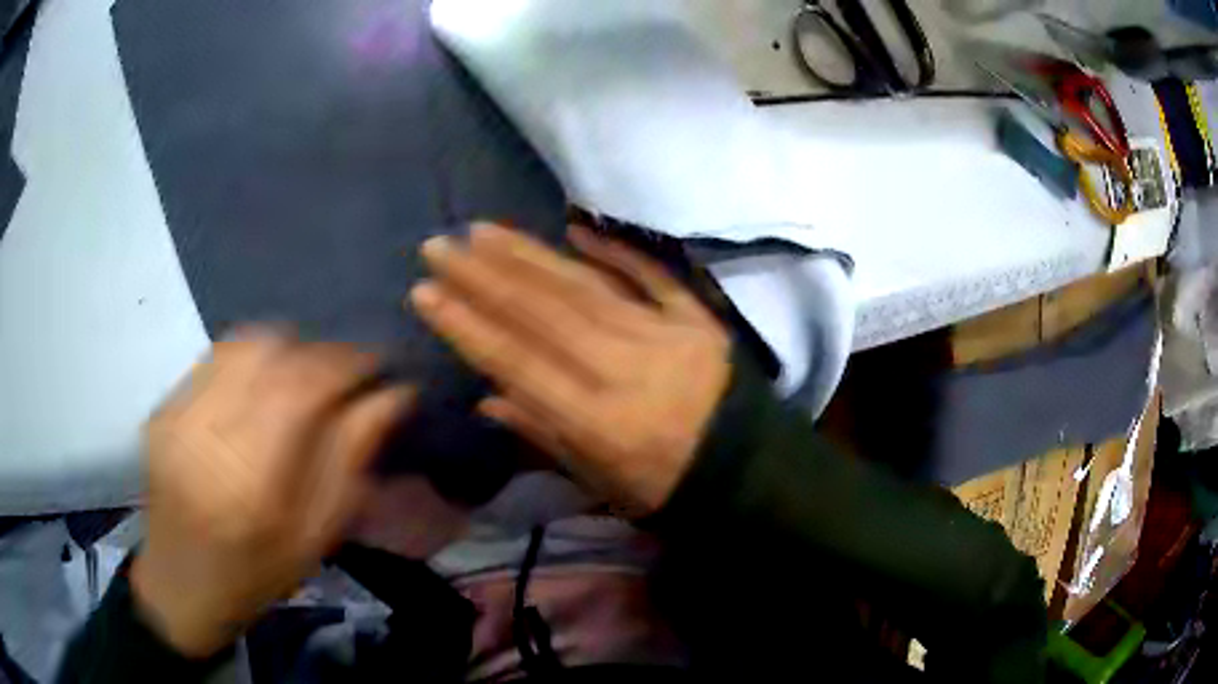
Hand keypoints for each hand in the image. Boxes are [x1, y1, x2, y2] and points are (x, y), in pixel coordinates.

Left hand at [132, 329, 412, 657]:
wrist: (181, 582)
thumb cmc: (257, 573)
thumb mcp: (315, 535)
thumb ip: (350, 460)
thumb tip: (393, 394)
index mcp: (249, 483)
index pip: (301, 387)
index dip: (346, 361)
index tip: (378, 362)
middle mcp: (205, 435)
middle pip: (270, 352)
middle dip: (318, 352)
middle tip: (343, 374)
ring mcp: (176, 414)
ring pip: (241, 343)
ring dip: (285, 349)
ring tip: (303, 377)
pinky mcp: (164, 406)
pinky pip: (215, 356)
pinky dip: (250, 358)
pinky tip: (261, 386)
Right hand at [410, 224, 730, 515]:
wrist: (750, 473)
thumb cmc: (667, 488)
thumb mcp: (599, 482)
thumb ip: (542, 435)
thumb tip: (487, 395)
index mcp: (601, 423)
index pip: (519, 362)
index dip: (467, 326)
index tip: (425, 292)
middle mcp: (629, 370)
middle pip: (544, 313)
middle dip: (484, 276)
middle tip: (441, 244)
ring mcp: (667, 336)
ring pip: (585, 287)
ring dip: (529, 255)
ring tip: (484, 231)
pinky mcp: (698, 320)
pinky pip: (653, 276)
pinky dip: (614, 251)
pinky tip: (576, 228)